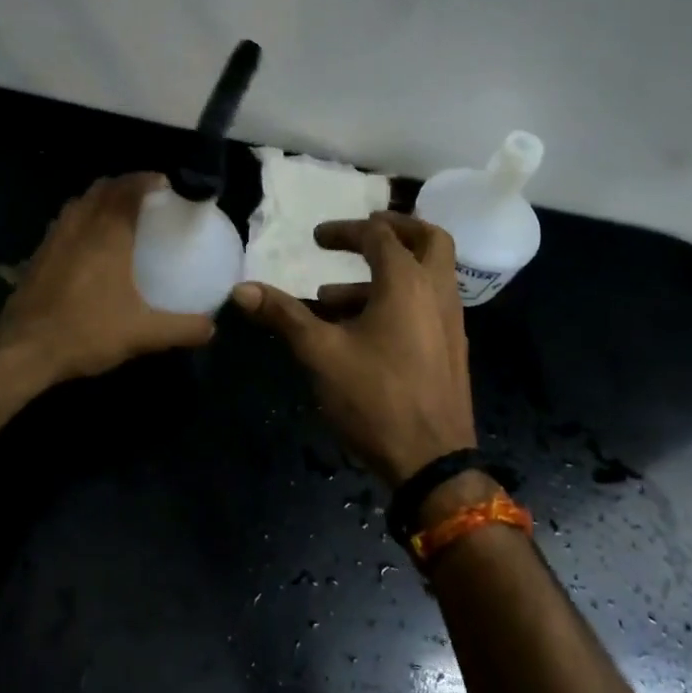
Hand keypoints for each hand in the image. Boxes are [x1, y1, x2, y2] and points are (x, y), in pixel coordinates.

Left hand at [0, 173, 214, 380]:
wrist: (25, 351)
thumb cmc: (87, 332)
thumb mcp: (143, 333)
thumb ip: (181, 328)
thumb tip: (212, 327)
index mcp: (108, 235)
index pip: (128, 190)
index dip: (147, 180)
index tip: (165, 183)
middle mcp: (80, 227)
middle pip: (102, 189)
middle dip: (125, 184)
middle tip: (146, 195)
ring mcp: (54, 239)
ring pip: (79, 203)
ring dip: (100, 198)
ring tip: (118, 212)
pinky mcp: (37, 256)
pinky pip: (64, 222)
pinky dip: (80, 219)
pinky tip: (88, 243)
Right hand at [232, 212, 474, 485]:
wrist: (433, 462)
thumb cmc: (376, 398)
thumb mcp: (321, 353)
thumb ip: (284, 315)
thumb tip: (241, 289)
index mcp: (408, 282)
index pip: (379, 236)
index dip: (345, 231)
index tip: (315, 239)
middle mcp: (438, 292)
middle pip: (428, 239)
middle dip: (394, 229)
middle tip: (361, 234)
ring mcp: (450, 321)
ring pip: (427, 275)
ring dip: (386, 273)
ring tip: (331, 299)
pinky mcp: (450, 348)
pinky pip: (427, 304)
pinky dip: (398, 299)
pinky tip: (359, 332)